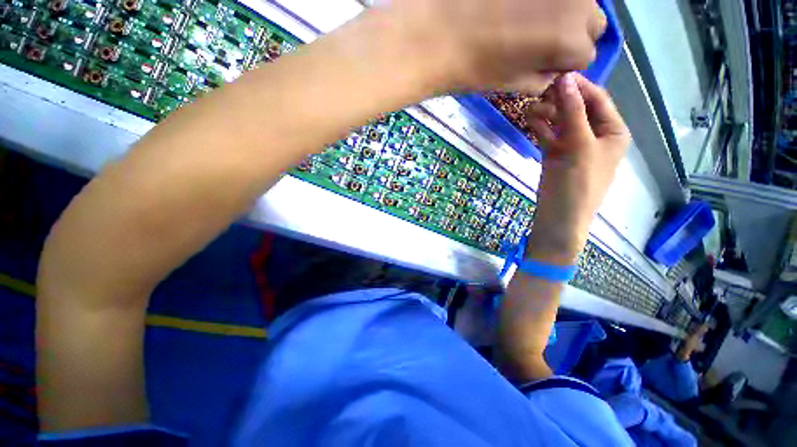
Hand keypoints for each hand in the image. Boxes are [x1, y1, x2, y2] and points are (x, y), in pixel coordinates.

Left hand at [381, 0, 607, 92]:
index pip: (587, 56)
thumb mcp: (512, 84)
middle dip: (573, 35)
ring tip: (528, 21)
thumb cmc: (475, 67)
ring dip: (564, 13)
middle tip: (541, 43)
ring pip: (578, 1)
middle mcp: (577, 4)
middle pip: (592, 23)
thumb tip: (553, 72)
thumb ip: (542, 79)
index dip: (565, 63)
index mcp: (570, 41)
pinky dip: (544, 1)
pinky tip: (520, 7)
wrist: (439, 32)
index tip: (545, 65)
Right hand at [525, 73, 629, 263]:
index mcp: (612, 131)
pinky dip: (540, 127)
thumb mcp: (579, 146)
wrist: (559, 218)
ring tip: (529, 109)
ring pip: (560, 121)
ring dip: (546, 113)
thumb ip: (572, 112)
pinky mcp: (554, 155)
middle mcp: (594, 135)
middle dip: (559, 100)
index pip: (597, 99)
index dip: (578, 86)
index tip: (556, 76)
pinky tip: (529, 120)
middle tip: (537, 94)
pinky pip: (548, 135)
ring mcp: (572, 145)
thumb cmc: (577, 184)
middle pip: (577, 108)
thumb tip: (565, 79)